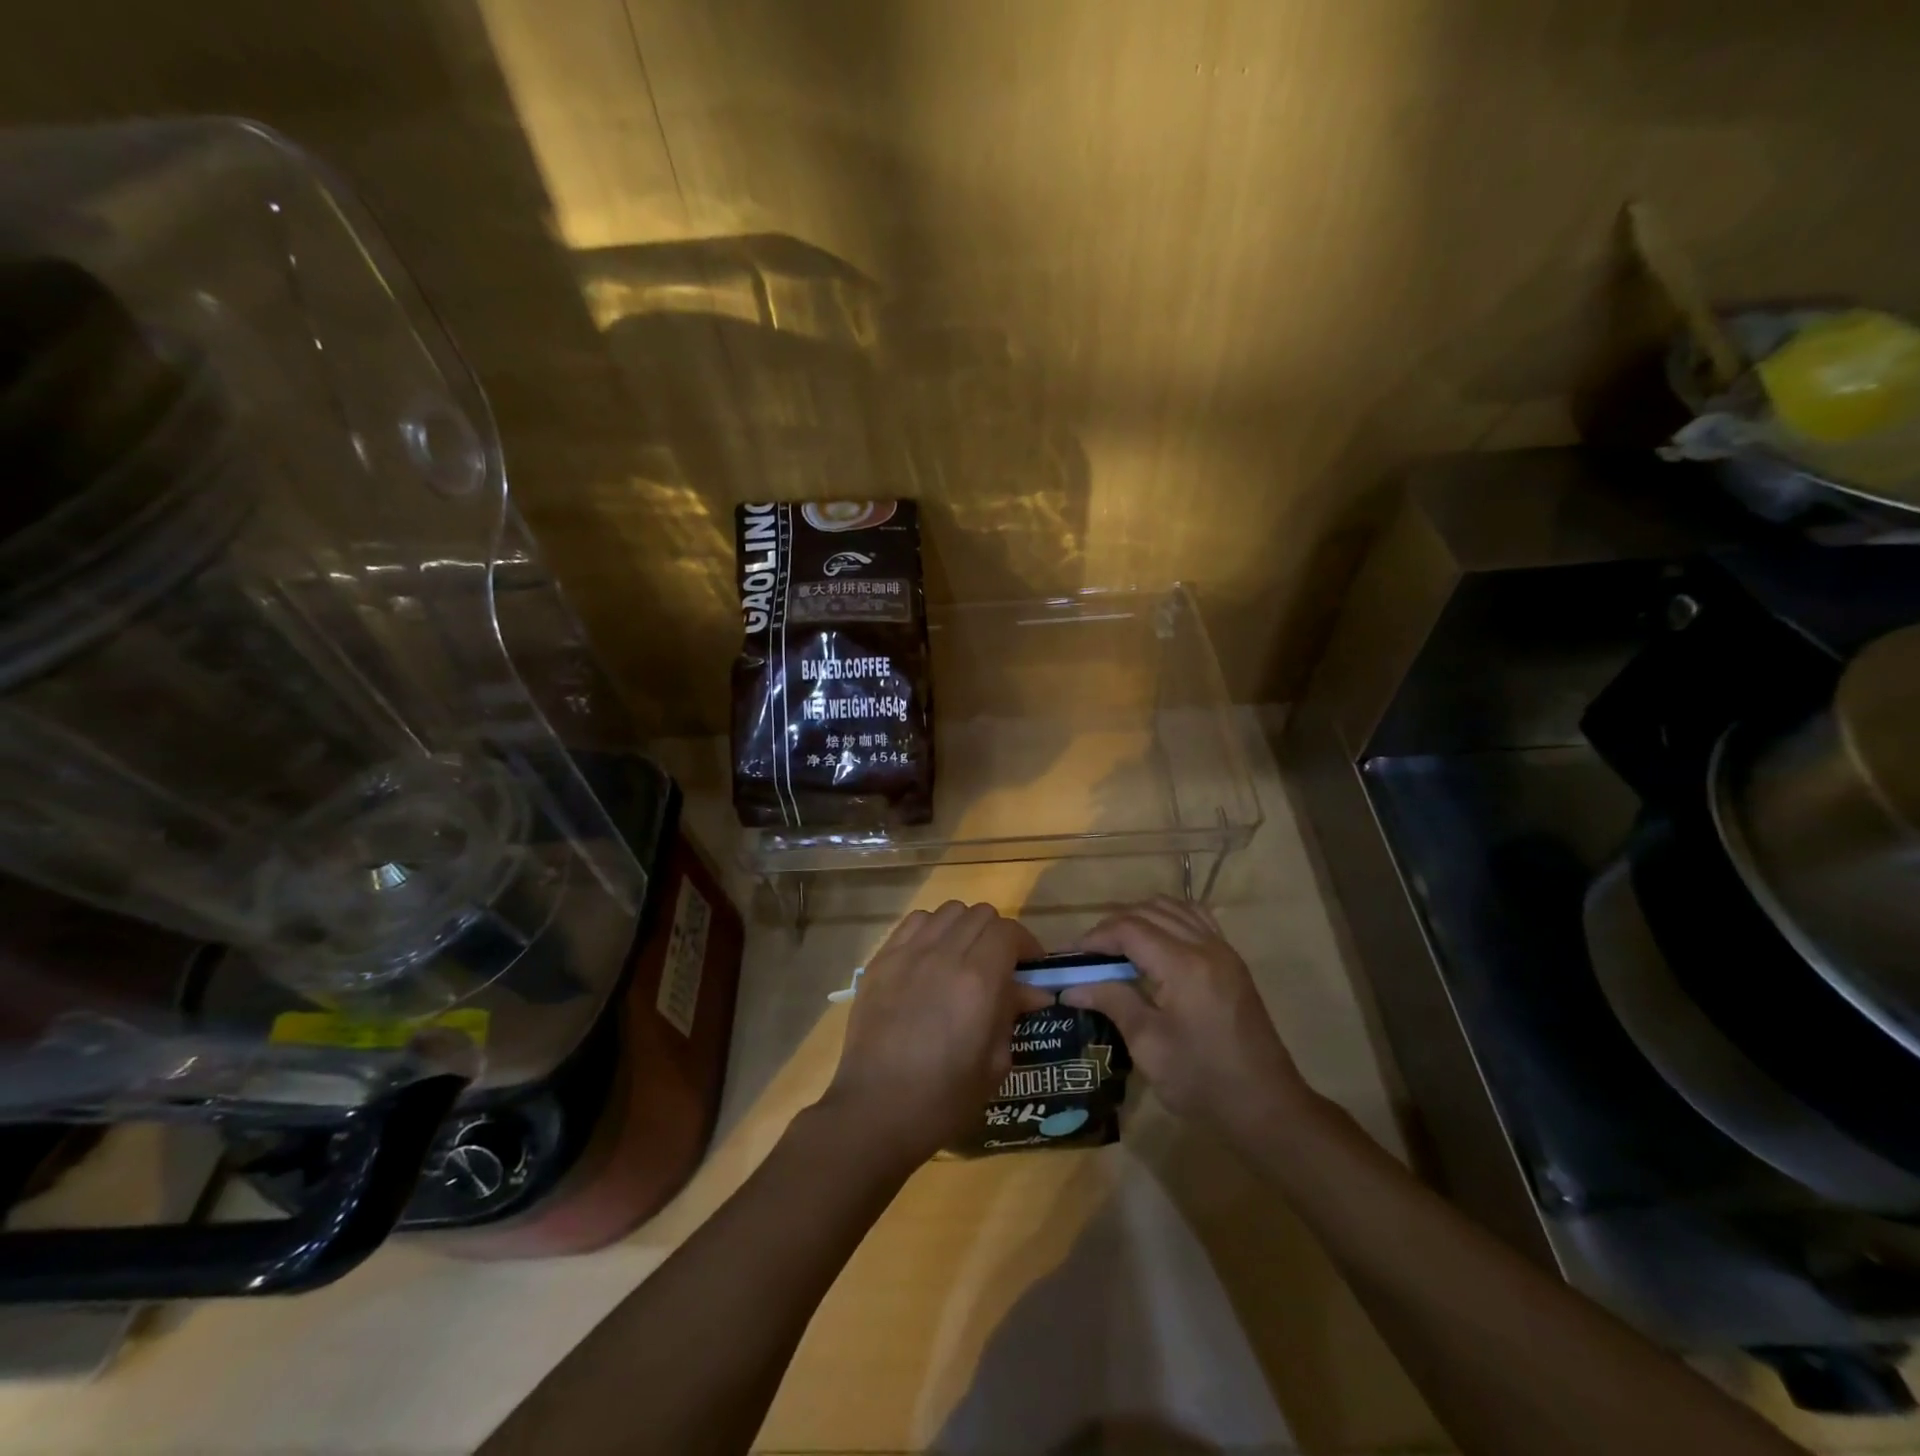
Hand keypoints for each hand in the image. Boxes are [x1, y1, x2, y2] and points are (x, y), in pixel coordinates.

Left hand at [820, 901, 1051, 1169]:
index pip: (1009, 932)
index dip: (1026, 944)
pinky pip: (913, 922)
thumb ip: (1012, 1015)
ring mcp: (908, 953)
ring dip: (964, 928)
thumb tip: (1031, 992)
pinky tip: (930, 957)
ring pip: (948, 911)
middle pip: (980, 914)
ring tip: (963, 956)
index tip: (1030, 967)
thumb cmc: (944, 1098)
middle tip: (1000, 964)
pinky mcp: (881, 959)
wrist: (876, 1110)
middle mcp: (944, 954)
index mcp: (978, 981)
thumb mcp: (994, 1063)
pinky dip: (931, 929)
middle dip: (998, 935)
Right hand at [1061, 897, 1308, 1145]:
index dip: (1095, 937)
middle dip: (1113, 927)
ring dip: (1140, 919)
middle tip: (1088, 955)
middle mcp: (1206, 946)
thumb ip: (1112, 1002)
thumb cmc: (1202, 1082)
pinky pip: (1195, 919)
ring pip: (1173, 908)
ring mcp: (1223, 950)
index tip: (1070, 958)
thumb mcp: (1148, 1045)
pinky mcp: (1232, 961)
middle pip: (1149, 912)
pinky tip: (1154, 943)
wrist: (1266, 1107)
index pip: (1129, 929)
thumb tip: (1070, 987)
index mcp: (1184, 965)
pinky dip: (1168, 919)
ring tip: (1117, 948)